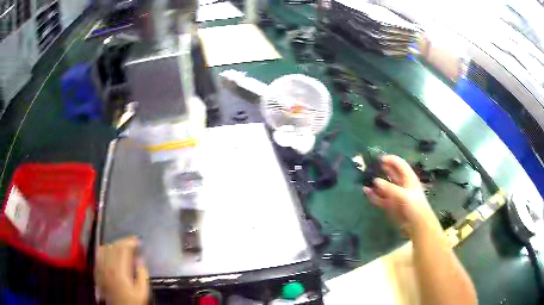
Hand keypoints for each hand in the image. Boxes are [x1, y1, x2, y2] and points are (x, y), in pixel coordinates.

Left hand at [95, 237, 149, 304]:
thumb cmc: (132, 302)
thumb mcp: (142, 292)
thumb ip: (142, 274)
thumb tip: (141, 258)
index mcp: (119, 271)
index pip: (123, 249)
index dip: (130, 242)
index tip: (138, 241)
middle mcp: (107, 266)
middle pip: (113, 246)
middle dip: (124, 241)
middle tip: (133, 242)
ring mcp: (100, 268)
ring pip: (105, 248)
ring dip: (114, 244)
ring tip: (122, 246)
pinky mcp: (97, 271)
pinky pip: (98, 254)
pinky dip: (105, 249)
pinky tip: (110, 251)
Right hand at [363, 155, 439, 235]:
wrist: (417, 225)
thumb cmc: (414, 206)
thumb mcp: (403, 195)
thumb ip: (389, 188)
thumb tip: (375, 181)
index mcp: (408, 178)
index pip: (399, 164)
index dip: (390, 159)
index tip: (379, 159)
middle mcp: (402, 185)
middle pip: (391, 173)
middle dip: (381, 169)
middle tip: (369, 167)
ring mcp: (395, 195)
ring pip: (384, 186)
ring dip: (376, 183)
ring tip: (365, 179)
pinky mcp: (390, 205)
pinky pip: (380, 198)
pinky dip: (373, 195)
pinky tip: (366, 192)